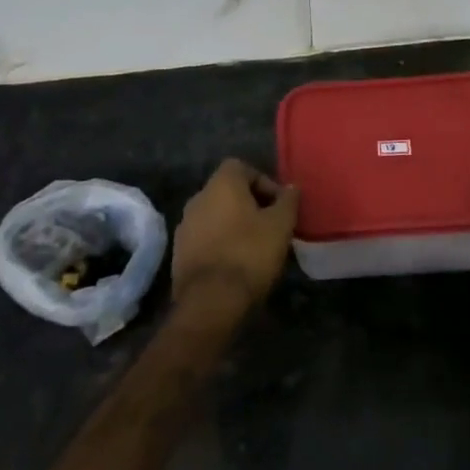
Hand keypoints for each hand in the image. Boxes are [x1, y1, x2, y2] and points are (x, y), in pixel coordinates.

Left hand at [171, 159, 299, 319]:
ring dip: (234, 224)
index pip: (242, 167)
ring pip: (215, 215)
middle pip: (227, 191)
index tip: (278, 205)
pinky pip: (204, 237)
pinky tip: (235, 263)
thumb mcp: (280, 225)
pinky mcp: (178, 253)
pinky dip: (219, 243)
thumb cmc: (249, 253)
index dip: (264, 182)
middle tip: (270, 225)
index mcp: (221, 184)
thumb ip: (287, 201)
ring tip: (254, 246)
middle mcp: (198, 198)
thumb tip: (291, 188)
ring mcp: (184, 226)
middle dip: (250, 204)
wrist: (210, 302)